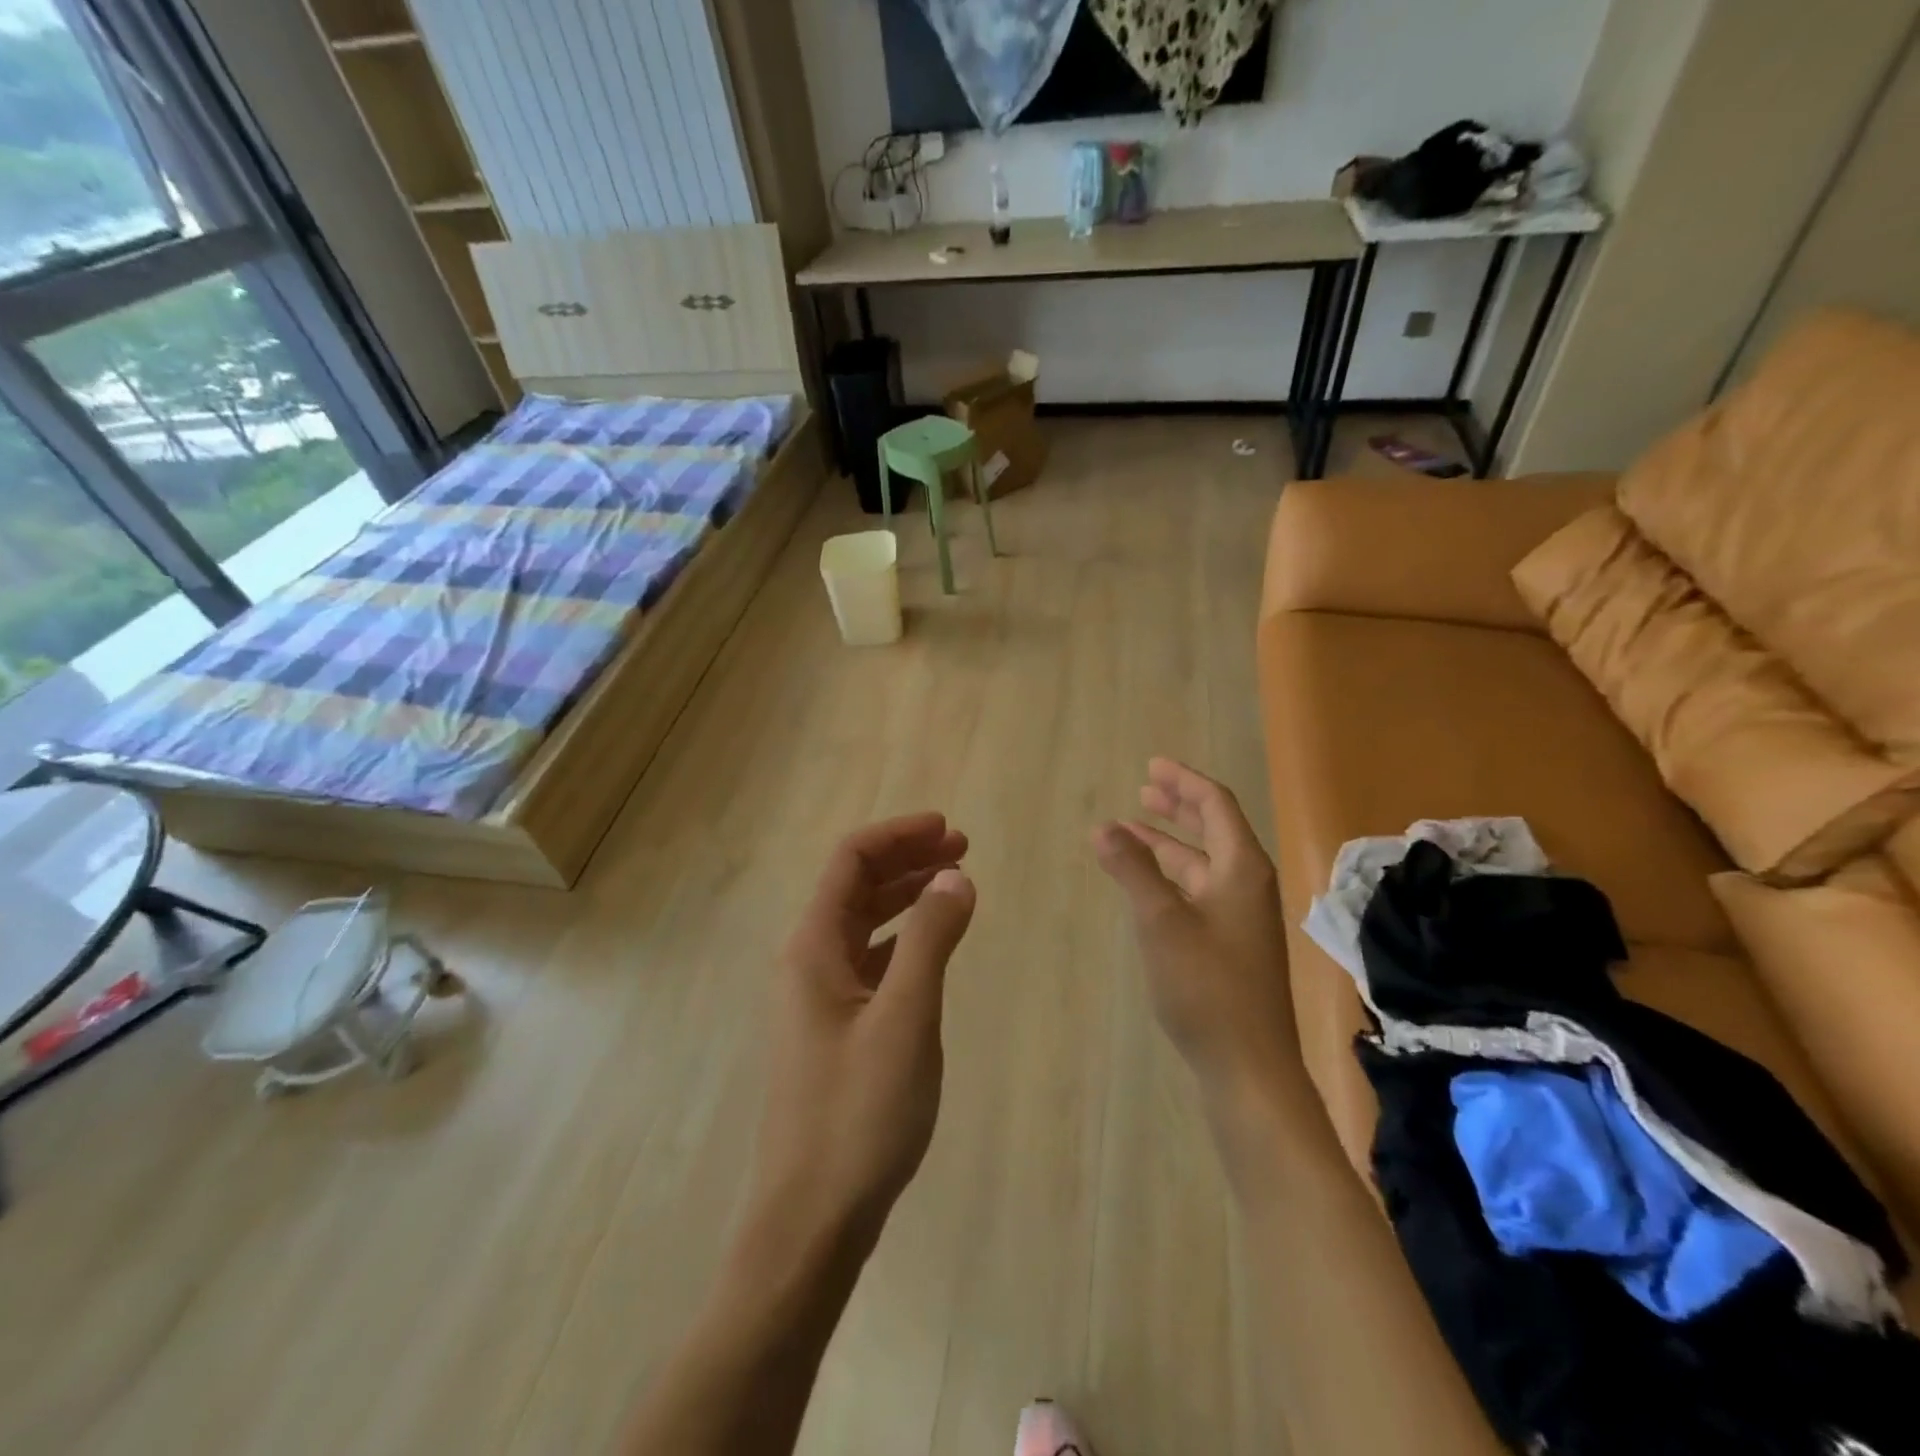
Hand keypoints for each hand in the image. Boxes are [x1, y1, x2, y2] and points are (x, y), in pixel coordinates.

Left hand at [750, 813, 976, 1247]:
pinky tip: (930, 948)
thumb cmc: (858, 1113)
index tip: (948, 829)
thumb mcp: (905, 1018)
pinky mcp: (833, 1030)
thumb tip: (955, 875)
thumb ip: (931, 940)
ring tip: (953, 886)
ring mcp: (817, 999)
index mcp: (812, 948)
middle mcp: (807, 963)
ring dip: (905, 897)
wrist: (811, 1219)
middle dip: (906, 860)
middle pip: (854, 887)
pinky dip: (901, 940)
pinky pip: (867, 962)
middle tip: (961, 849)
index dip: (898, 835)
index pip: (850, 861)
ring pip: (862, 924)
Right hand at [1093, 759, 1297, 1105]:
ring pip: (1203, 863)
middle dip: (1179, 806)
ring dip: (1170, 843)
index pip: (1216, 805)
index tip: (1152, 765)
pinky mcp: (1232, 944)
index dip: (1184, 781)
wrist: (1248, 1066)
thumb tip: (1104, 827)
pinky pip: (1200, 890)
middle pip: (1214, 829)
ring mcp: (1242, 917)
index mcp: (1241, 869)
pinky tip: (1148, 884)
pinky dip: (1172, 876)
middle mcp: (1247, 885)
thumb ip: (1132, 870)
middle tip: (1144, 789)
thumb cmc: (1206, 986)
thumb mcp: (1160, 921)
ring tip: (1132, 832)